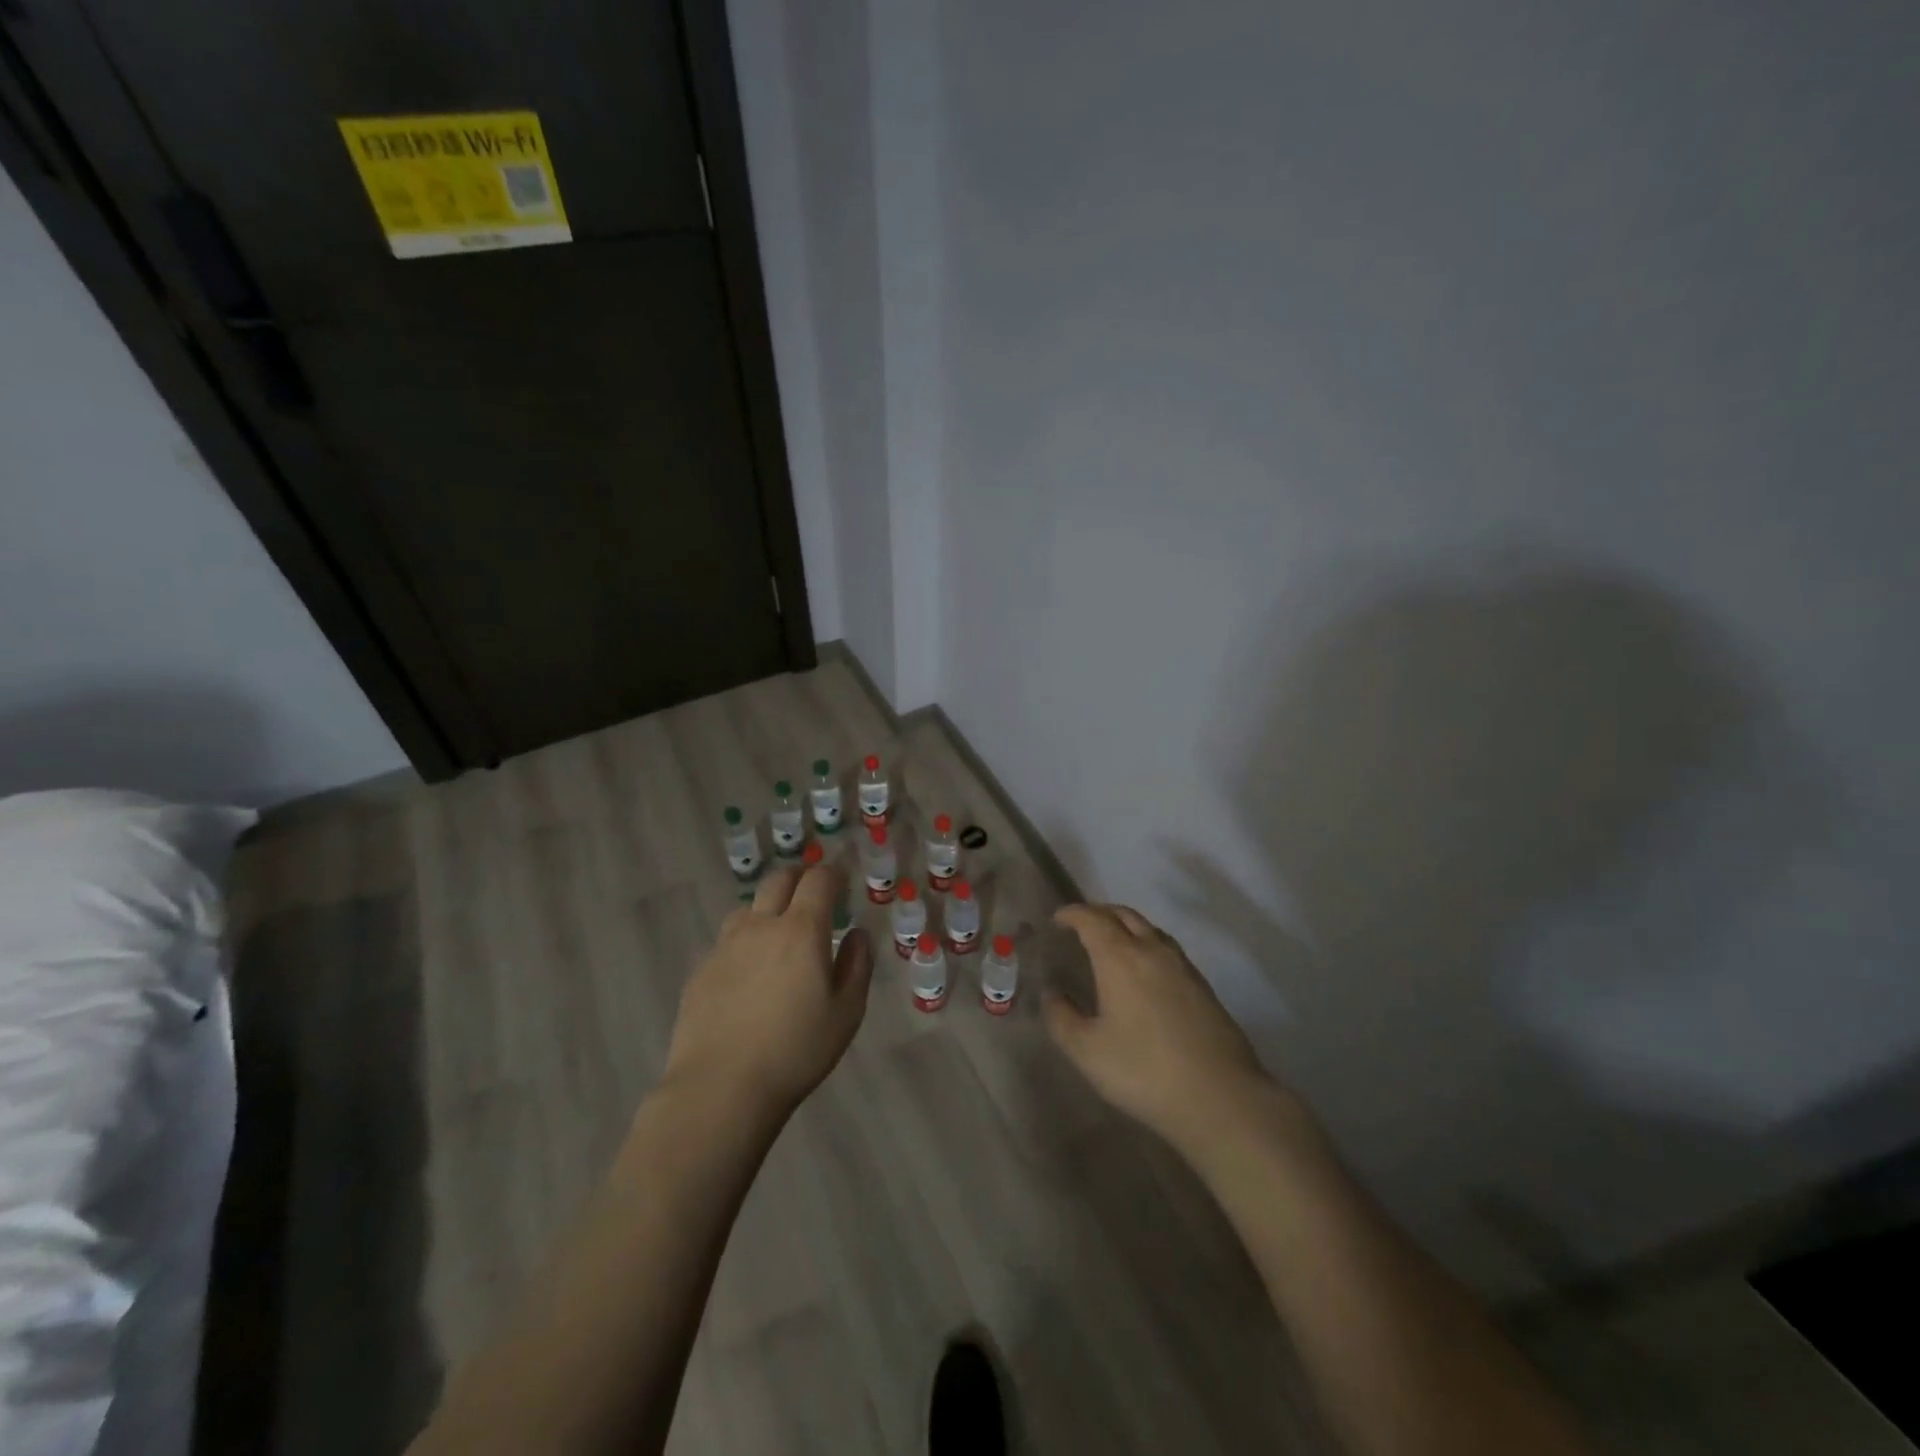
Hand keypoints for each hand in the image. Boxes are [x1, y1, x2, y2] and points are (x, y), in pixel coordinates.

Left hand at [664, 863, 872, 1115]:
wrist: (719, 1089)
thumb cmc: (795, 1051)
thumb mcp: (846, 1013)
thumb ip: (857, 965)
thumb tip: (856, 934)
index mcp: (801, 930)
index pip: (818, 880)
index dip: (833, 874)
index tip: (842, 881)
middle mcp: (760, 926)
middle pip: (778, 881)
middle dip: (800, 877)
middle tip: (813, 891)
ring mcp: (725, 946)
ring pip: (748, 908)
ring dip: (768, 907)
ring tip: (779, 930)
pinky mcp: (700, 971)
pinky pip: (727, 941)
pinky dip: (744, 941)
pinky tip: (749, 971)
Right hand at [1045, 903, 1277, 1149]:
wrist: (1220, 1097)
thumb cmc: (1144, 1071)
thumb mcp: (1087, 1051)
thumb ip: (1061, 1018)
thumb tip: (1051, 995)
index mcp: (1120, 958)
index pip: (1092, 919)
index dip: (1072, 914)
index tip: (1057, 920)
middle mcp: (1152, 951)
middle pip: (1123, 915)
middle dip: (1098, 913)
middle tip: (1080, 926)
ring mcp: (1183, 967)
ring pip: (1149, 929)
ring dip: (1125, 926)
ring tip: (1111, 943)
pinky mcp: (1203, 987)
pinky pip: (1167, 948)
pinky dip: (1147, 944)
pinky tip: (1144, 971)